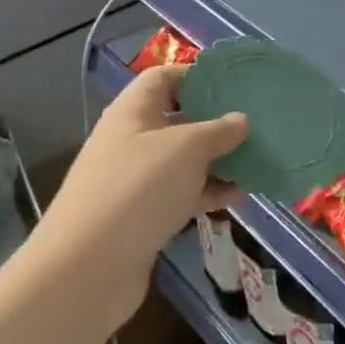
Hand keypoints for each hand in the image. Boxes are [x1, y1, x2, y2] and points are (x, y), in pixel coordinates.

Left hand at [27, 65, 248, 286]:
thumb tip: (241, 120)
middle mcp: (132, 140)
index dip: (198, 75)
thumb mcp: (188, 149)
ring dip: (218, 160)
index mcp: (134, 111)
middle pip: (179, 119)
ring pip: (184, 160)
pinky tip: (238, 196)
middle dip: (217, 121)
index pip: (165, 77)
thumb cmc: (139, 189)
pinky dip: (208, 192)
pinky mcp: (143, 215)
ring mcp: (136, 179)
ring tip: (257, 161)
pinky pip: (182, 193)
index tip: (236, 83)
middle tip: (257, 123)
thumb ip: (220, 130)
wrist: (87, 269)